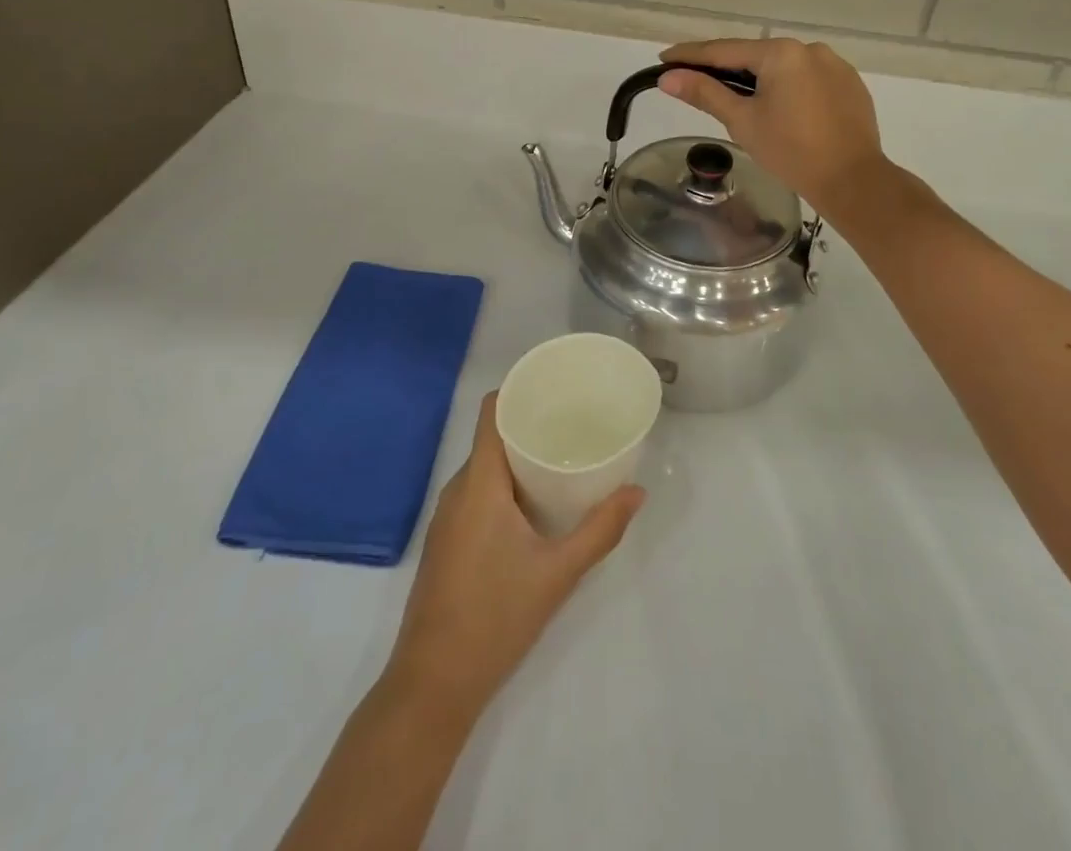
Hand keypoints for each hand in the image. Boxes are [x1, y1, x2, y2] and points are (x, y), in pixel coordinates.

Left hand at [385, 393, 643, 719]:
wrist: (433, 684)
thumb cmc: (495, 618)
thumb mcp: (558, 573)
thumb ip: (600, 530)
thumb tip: (637, 493)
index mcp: (479, 482)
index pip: (491, 411)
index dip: (519, 389)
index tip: (557, 386)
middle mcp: (458, 489)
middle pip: (493, 436)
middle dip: (531, 424)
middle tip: (575, 422)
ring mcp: (448, 517)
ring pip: (486, 467)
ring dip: (519, 457)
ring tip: (563, 457)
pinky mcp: (447, 541)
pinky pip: (478, 492)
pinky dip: (506, 484)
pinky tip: (536, 504)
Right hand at [659, 39, 887, 217]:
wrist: (852, 180)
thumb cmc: (791, 151)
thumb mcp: (742, 121)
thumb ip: (705, 93)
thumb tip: (668, 78)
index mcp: (780, 53)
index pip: (724, 50)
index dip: (690, 55)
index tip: (664, 59)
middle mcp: (809, 48)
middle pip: (755, 55)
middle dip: (725, 68)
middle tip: (695, 80)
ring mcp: (834, 64)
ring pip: (783, 67)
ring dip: (758, 78)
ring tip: (739, 100)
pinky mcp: (850, 84)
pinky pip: (807, 78)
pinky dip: (787, 88)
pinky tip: (780, 109)